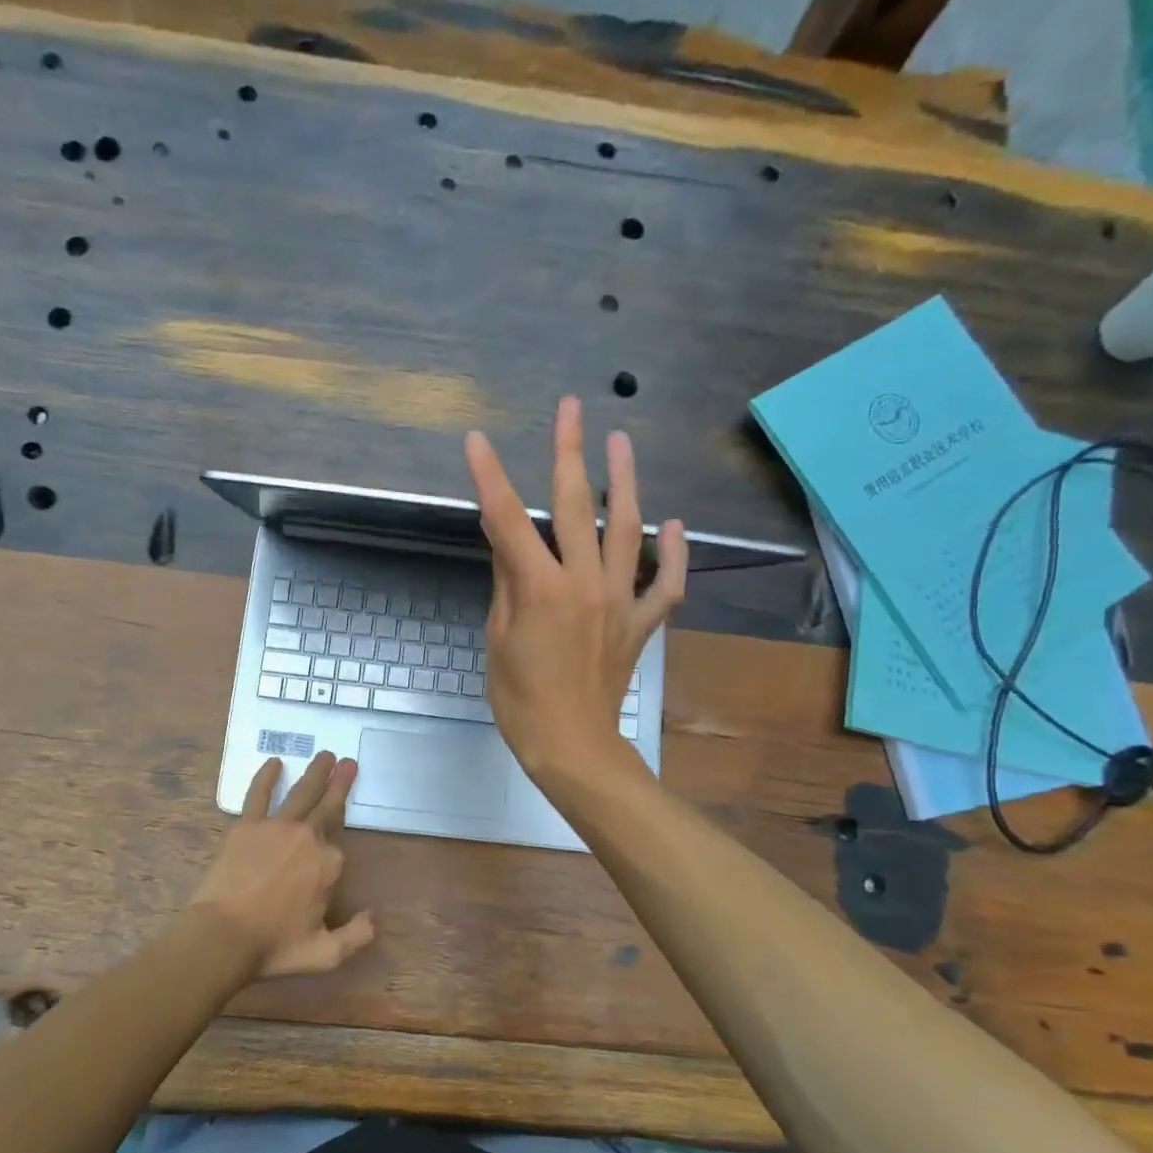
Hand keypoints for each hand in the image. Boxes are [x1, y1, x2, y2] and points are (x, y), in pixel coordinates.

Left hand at [189, 752, 374, 980]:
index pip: (339, 852)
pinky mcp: (247, 826)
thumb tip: (375, 917)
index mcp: (329, 865)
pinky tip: (274, 762)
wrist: (222, 937)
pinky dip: (267, 777)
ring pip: (302, 793)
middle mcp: (308, 838)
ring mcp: (276, 828)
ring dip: (316, 772)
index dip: (333, 862)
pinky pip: (259, 795)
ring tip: (325, 755)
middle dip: (340, 783)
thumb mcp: (324, 954)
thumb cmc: (273, 946)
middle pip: (328, 806)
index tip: (329, 868)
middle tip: (349, 763)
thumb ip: (356, 936)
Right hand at [465, 395, 683, 781]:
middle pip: (573, 507)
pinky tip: (674, 525)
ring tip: (622, 443)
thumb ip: (506, 581)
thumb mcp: (498, 638)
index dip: (489, 478)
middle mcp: (584, 583)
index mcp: (540, 589)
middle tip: (571, 408)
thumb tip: (504, 536)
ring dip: (624, 483)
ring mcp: (620, 601)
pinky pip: (667, 584)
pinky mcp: (641, 623)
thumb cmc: (520, 699)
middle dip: (568, 452)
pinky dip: (675, 554)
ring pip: (628, 530)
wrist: (570, 745)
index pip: (507, 521)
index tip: (477, 441)